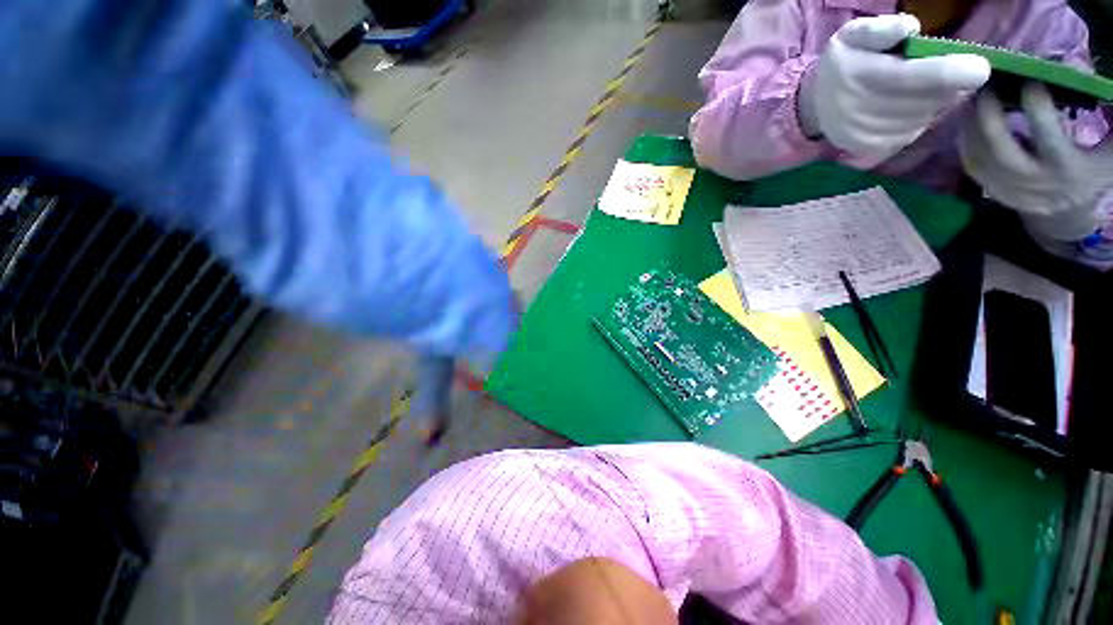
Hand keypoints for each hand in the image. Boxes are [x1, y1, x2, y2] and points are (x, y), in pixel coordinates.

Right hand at [798, 14, 989, 155]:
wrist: (816, 105)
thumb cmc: (843, 64)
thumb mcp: (853, 35)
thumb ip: (879, 28)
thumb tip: (908, 28)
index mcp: (857, 76)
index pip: (908, 77)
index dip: (947, 73)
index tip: (980, 69)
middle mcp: (858, 110)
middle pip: (921, 101)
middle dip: (948, 87)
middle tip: (958, 72)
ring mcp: (863, 133)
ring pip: (920, 119)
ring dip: (936, 103)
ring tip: (931, 88)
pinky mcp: (869, 148)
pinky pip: (911, 134)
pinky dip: (921, 119)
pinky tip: (913, 107)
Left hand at [960, 82, 1112, 238]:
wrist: (1065, 211)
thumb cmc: (1091, 172)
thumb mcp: (1108, 153)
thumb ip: (1111, 123)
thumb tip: (1105, 85)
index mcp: (1067, 168)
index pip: (1049, 137)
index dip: (1038, 109)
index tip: (1029, 81)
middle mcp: (1034, 180)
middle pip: (1002, 150)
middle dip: (989, 116)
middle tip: (985, 86)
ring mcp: (1008, 188)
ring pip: (980, 156)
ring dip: (971, 125)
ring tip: (970, 96)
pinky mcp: (991, 189)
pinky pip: (971, 164)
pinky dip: (965, 140)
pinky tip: (965, 118)